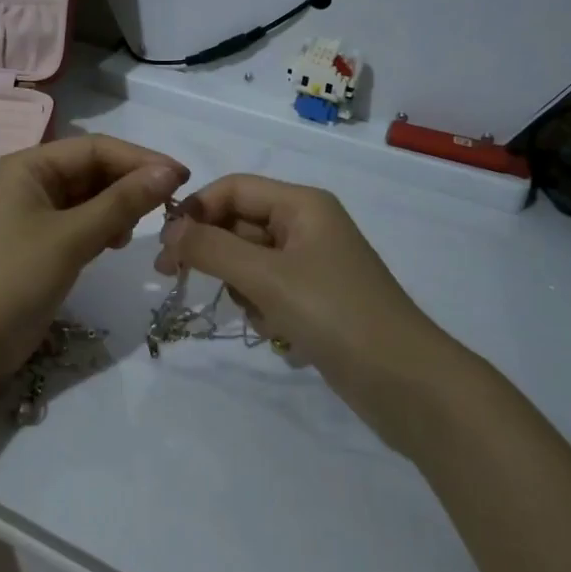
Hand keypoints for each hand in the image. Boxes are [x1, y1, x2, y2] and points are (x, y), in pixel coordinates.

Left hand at [0, 134, 186, 380]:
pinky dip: (104, 227)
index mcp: (28, 166)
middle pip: (92, 169)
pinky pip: (82, 222)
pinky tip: (117, 243)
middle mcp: (30, 181)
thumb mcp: (73, 237)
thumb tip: (169, 171)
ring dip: (119, 207)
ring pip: (90, 197)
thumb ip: (122, 202)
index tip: (181, 176)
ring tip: (138, 228)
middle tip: (171, 203)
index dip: (139, 159)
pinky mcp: (41, 243)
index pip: (94, 148)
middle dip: (130, 183)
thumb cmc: (16, 278)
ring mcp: (34, 213)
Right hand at [156, 174, 444, 375]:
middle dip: (212, 251)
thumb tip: (170, 230)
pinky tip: (277, 332)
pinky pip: (269, 290)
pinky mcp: (317, 299)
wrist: (406, 382)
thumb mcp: (266, 277)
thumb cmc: (335, 314)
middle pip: (239, 224)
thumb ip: (211, 248)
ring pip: (249, 261)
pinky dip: (262, 307)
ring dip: (240, 285)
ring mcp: (313, 264)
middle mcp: (307, 225)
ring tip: (258, 313)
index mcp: (302, 204)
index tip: (164, 248)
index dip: (195, 211)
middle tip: (176, 278)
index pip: (233, 189)